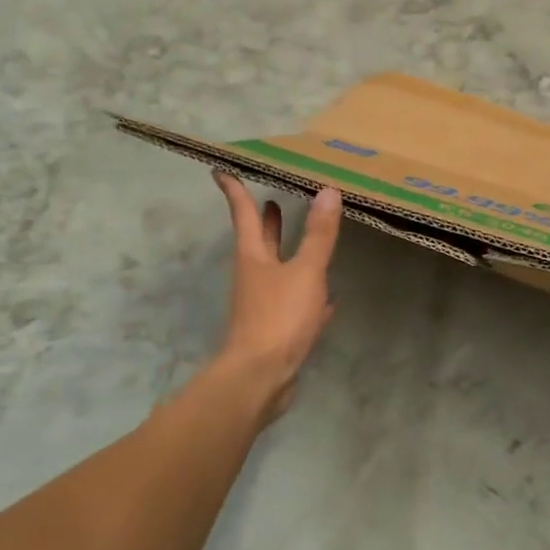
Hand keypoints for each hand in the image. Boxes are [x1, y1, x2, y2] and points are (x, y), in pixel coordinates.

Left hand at [211, 171, 342, 419]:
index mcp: (254, 256)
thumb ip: (318, 234)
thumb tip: (328, 191)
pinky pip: (292, 302)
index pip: (243, 214)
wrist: (259, 378)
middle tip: (271, 200)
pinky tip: (326, 298)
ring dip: (285, 253)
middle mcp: (254, 276)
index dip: (235, 190)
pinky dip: (306, 294)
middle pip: (258, 241)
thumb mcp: (305, 272)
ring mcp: (262, 304)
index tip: (222, 170)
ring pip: (276, 270)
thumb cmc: (278, 317)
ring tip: (301, 237)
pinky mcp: (275, 329)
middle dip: (264, 221)